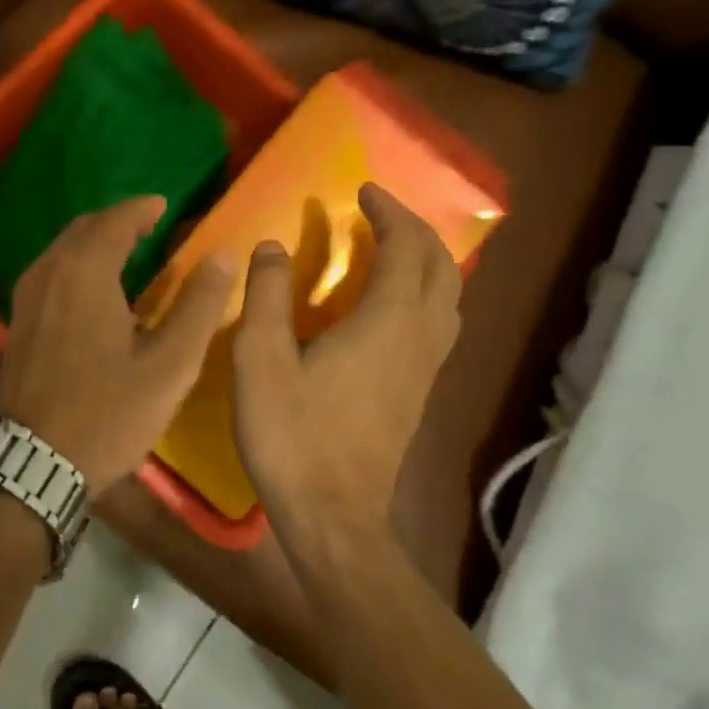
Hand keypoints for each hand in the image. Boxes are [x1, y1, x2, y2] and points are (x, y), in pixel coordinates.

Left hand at [0, 196, 232, 496]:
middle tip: (148, 226)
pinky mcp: (17, 326)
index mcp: (85, 273)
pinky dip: (75, 267)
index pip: (115, 221)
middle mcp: (48, 274)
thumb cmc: (107, 413)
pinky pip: (50, 276)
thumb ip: (198, 306)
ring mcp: (26, 301)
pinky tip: (94, 293)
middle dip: (116, 222)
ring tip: (126, 253)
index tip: (163, 205)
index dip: (141, 208)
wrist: (32, 463)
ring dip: (93, 243)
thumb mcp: (169, 365)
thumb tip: (223, 256)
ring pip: (62, 252)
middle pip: (83, 230)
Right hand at [232, 183, 462, 557]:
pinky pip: (438, 325)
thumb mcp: (260, 361)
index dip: (389, 212)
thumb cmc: (293, 436)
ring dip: (426, 262)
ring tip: (390, 251)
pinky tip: (391, 308)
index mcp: (387, 322)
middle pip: (440, 267)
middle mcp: (419, 338)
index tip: (364, 191)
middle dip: (414, 230)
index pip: (405, 247)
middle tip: (379, 214)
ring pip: (448, 298)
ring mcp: (426, 369)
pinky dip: (424, 295)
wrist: (334, 517)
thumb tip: (272, 245)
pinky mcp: (419, 394)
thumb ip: (266, 297)